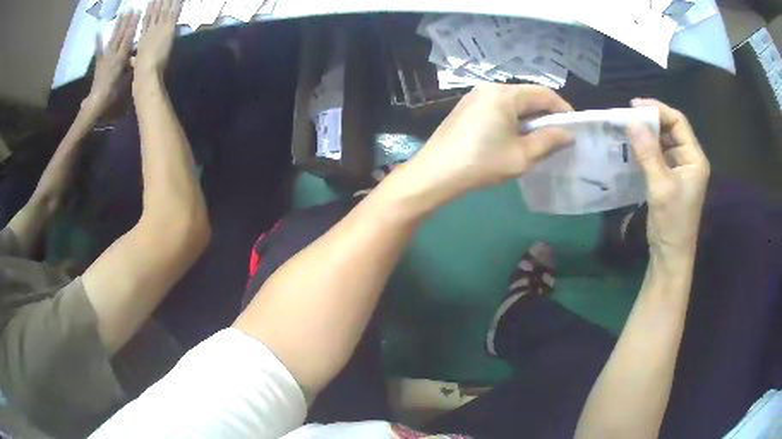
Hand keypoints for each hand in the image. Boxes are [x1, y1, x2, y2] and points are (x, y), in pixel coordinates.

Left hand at [86, 11, 139, 112]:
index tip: (138, 13)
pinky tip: (98, 31)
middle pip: (121, 35)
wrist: (96, 102)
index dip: (133, 25)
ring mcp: (105, 57)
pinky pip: (98, 50)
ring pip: (113, 38)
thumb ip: (130, 67)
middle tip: (132, 9)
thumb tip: (135, 58)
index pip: (129, 38)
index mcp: (121, 58)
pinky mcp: (99, 62)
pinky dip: (98, 40)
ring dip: (118, 25)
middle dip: (127, 21)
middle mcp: (113, 54)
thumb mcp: (126, 80)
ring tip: (122, 14)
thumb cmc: (113, 93)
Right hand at [133, 0, 181, 75]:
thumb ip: (134, 60)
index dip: (148, 12)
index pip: (145, 22)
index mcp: (142, 39)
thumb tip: (132, 60)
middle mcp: (150, 31)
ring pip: (164, 12)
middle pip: (154, 14)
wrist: (145, 73)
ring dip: (167, 2)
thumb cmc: (140, 73)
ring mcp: (159, 29)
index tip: (150, 3)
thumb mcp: (136, 64)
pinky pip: (174, 15)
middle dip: (158, 4)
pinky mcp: (168, 30)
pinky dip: (177, 6)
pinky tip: (180, 0)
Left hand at [411, 84, 573, 200]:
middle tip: (559, 135)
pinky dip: (512, 119)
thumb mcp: (521, 155)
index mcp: (504, 94)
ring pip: (512, 102)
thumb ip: (548, 141)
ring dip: (529, 117)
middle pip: (527, 95)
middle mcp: (489, 88)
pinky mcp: (466, 108)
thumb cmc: (482, 163)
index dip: (563, 108)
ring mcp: (474, 97)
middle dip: (546, 114)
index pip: (544, 94)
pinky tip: (515, 137)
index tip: (574, 127)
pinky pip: (497, 107)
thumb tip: (568, 134)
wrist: (435, 174)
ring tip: (539, 139)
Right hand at [628, 99, 709, 264]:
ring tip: (628, 129)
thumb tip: (632, 120)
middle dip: (651, 121)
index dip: (658, 110)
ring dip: (647, 134)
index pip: (678, 122)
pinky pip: (658, 156)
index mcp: (694, 158)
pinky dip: (646, 149)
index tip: (635, 106)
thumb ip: (648, 153)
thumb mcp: (660, 185)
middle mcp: (689, 159)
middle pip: (671, 129)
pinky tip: (633, 148)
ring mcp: (680, 169)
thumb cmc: (671, 221)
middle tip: (628, 116)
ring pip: (664, 142)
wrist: (670, 254)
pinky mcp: (670, 178)